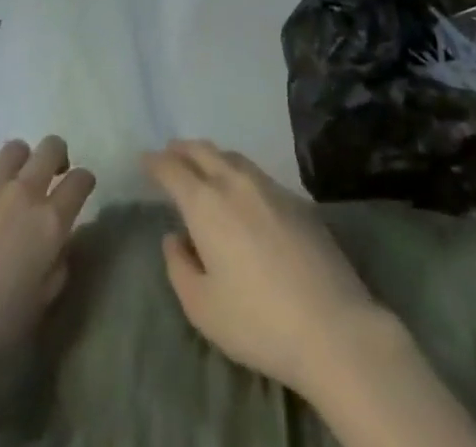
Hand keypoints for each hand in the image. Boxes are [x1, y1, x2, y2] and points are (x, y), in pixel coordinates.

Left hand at [0, 135, 95, 378]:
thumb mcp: (36, 308)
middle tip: (48, 175)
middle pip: (51, 148)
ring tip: (8, 182)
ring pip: (14, 148)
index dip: (83, 182)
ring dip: (18, 163)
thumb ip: (55, 271)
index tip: (78, 190)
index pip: (80, 181)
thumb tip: (58, 250)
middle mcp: (23, 192)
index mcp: (49, 222)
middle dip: (56, 156)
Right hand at [143, 140, 388, 400]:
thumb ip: (180, 267)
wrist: (331, 325)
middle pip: (203, 151)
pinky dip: (238, 172)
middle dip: (182, 149)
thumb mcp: (203, 307)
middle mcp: (235, 182)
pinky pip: (257, 173)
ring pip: (232, 157)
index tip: (145, 159)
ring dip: (212, 156)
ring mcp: (270, 186)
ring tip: (203, 164)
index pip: (173, 170)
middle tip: (170, 152)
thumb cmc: (257, 321)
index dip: (156, 162)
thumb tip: (174, 237)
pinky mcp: (297, 199)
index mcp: (206, 203)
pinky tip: (242, 190)